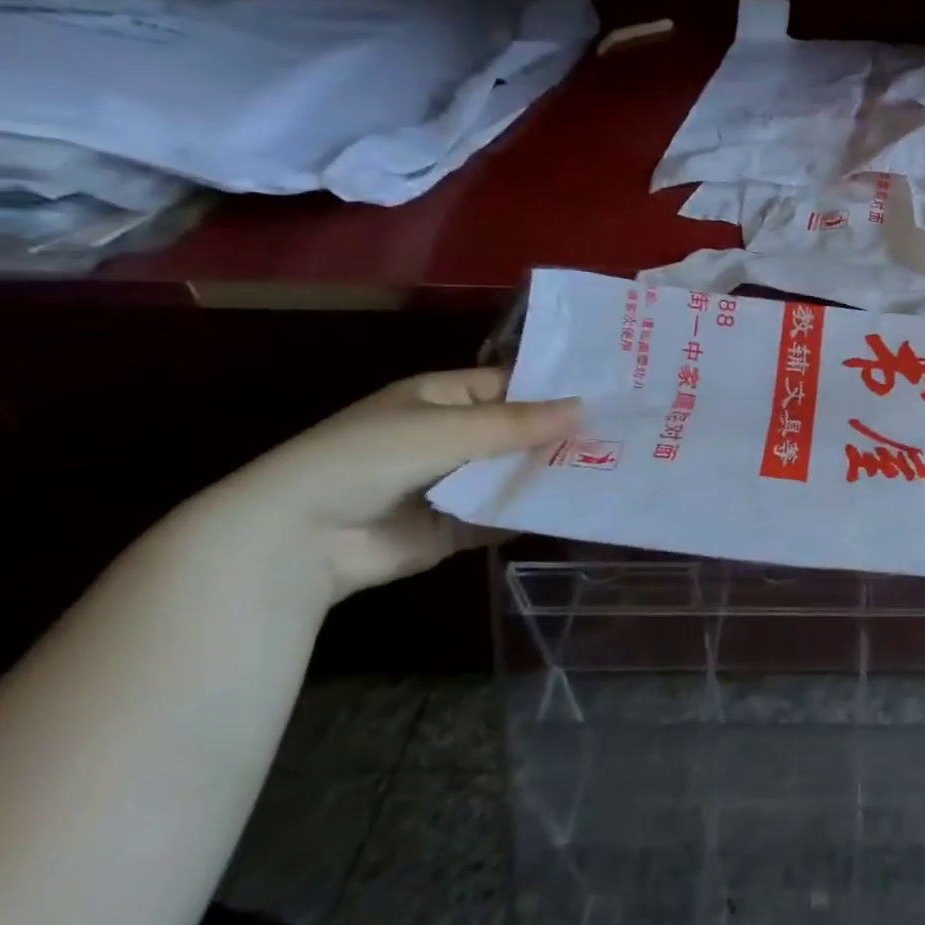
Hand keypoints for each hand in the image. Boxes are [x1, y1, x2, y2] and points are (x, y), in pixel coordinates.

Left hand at [161, 368, 578, 613]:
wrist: (297, 539)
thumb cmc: (369, 457)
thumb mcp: (447, 429)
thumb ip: (517, 423)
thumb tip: (585, 408)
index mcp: (445, 397)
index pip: (513, 385)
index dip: (556, 390)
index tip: (610, 396)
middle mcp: (454, 435)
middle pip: (520, 432)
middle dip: (563, 436)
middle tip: (626, 437)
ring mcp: (456, 482)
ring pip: (516, 473)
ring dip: (553, 474)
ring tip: (616, 471)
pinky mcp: (457, 526)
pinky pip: (504, 514)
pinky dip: (533, 513)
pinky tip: (578, 510)